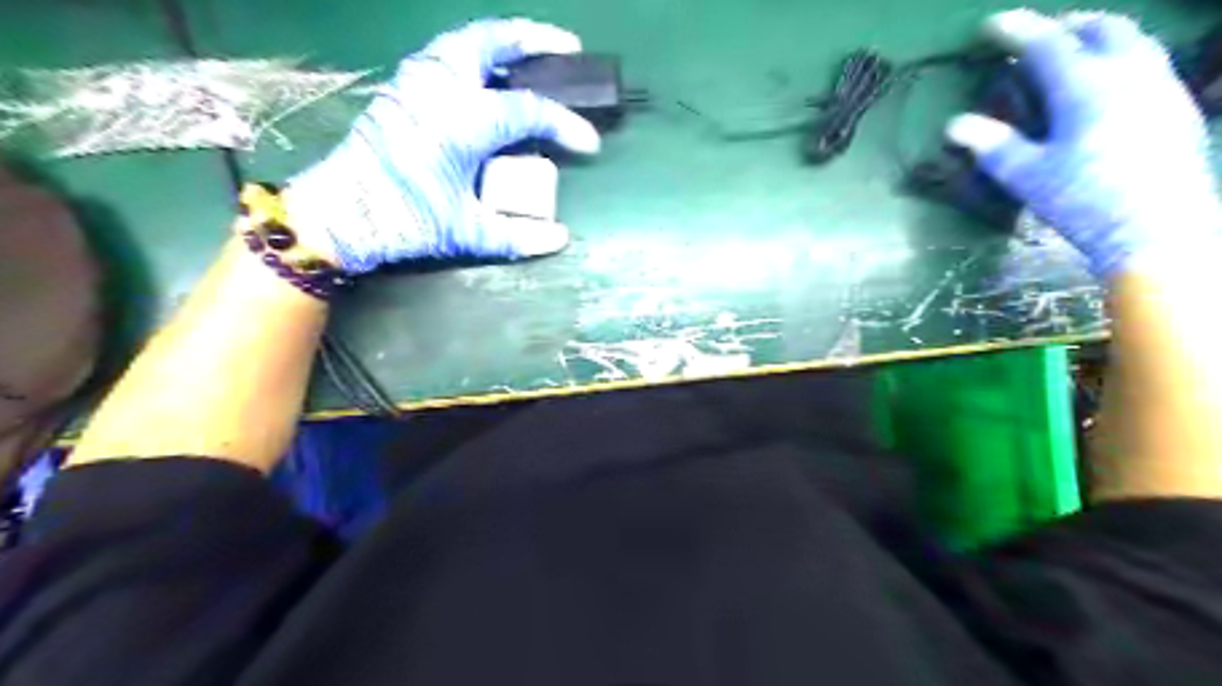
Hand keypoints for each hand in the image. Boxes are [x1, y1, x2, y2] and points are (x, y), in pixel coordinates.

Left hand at [278, 15, 600, 272]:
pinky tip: (485, 77)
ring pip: (465, 42)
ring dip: (502, 42)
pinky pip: (445, 57)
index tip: (589, 144)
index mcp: (464, 120)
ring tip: (528, 56)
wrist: (338, 215)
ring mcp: (416, 83)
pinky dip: (474, 55)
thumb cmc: (405, 220)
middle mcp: (441, 88)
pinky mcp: (400, 91)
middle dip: (536, 40)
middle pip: (493, 42)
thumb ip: (517, 235)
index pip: (530, 111)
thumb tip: (560, 238)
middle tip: (568, 47)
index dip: (566, 125)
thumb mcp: (466, 232)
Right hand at [949, 11, 1215, 277]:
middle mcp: (1129, 72)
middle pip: (1101, 29)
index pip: (1047, 44)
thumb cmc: (1082, 200)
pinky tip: (1107, 86)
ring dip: (1099, 38)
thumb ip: (993, 145)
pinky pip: (1148, 63)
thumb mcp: (1027, 175)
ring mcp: (1161, 86)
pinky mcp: (1178, 107)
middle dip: (1067, 25)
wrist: (1157, 227)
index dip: (1017, 31)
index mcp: (1086, 86)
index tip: (991, 25)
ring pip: (1133, 41)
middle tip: (1039, 35)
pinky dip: (1120, 59)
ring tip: (1075, 52)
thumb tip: (955, 125)